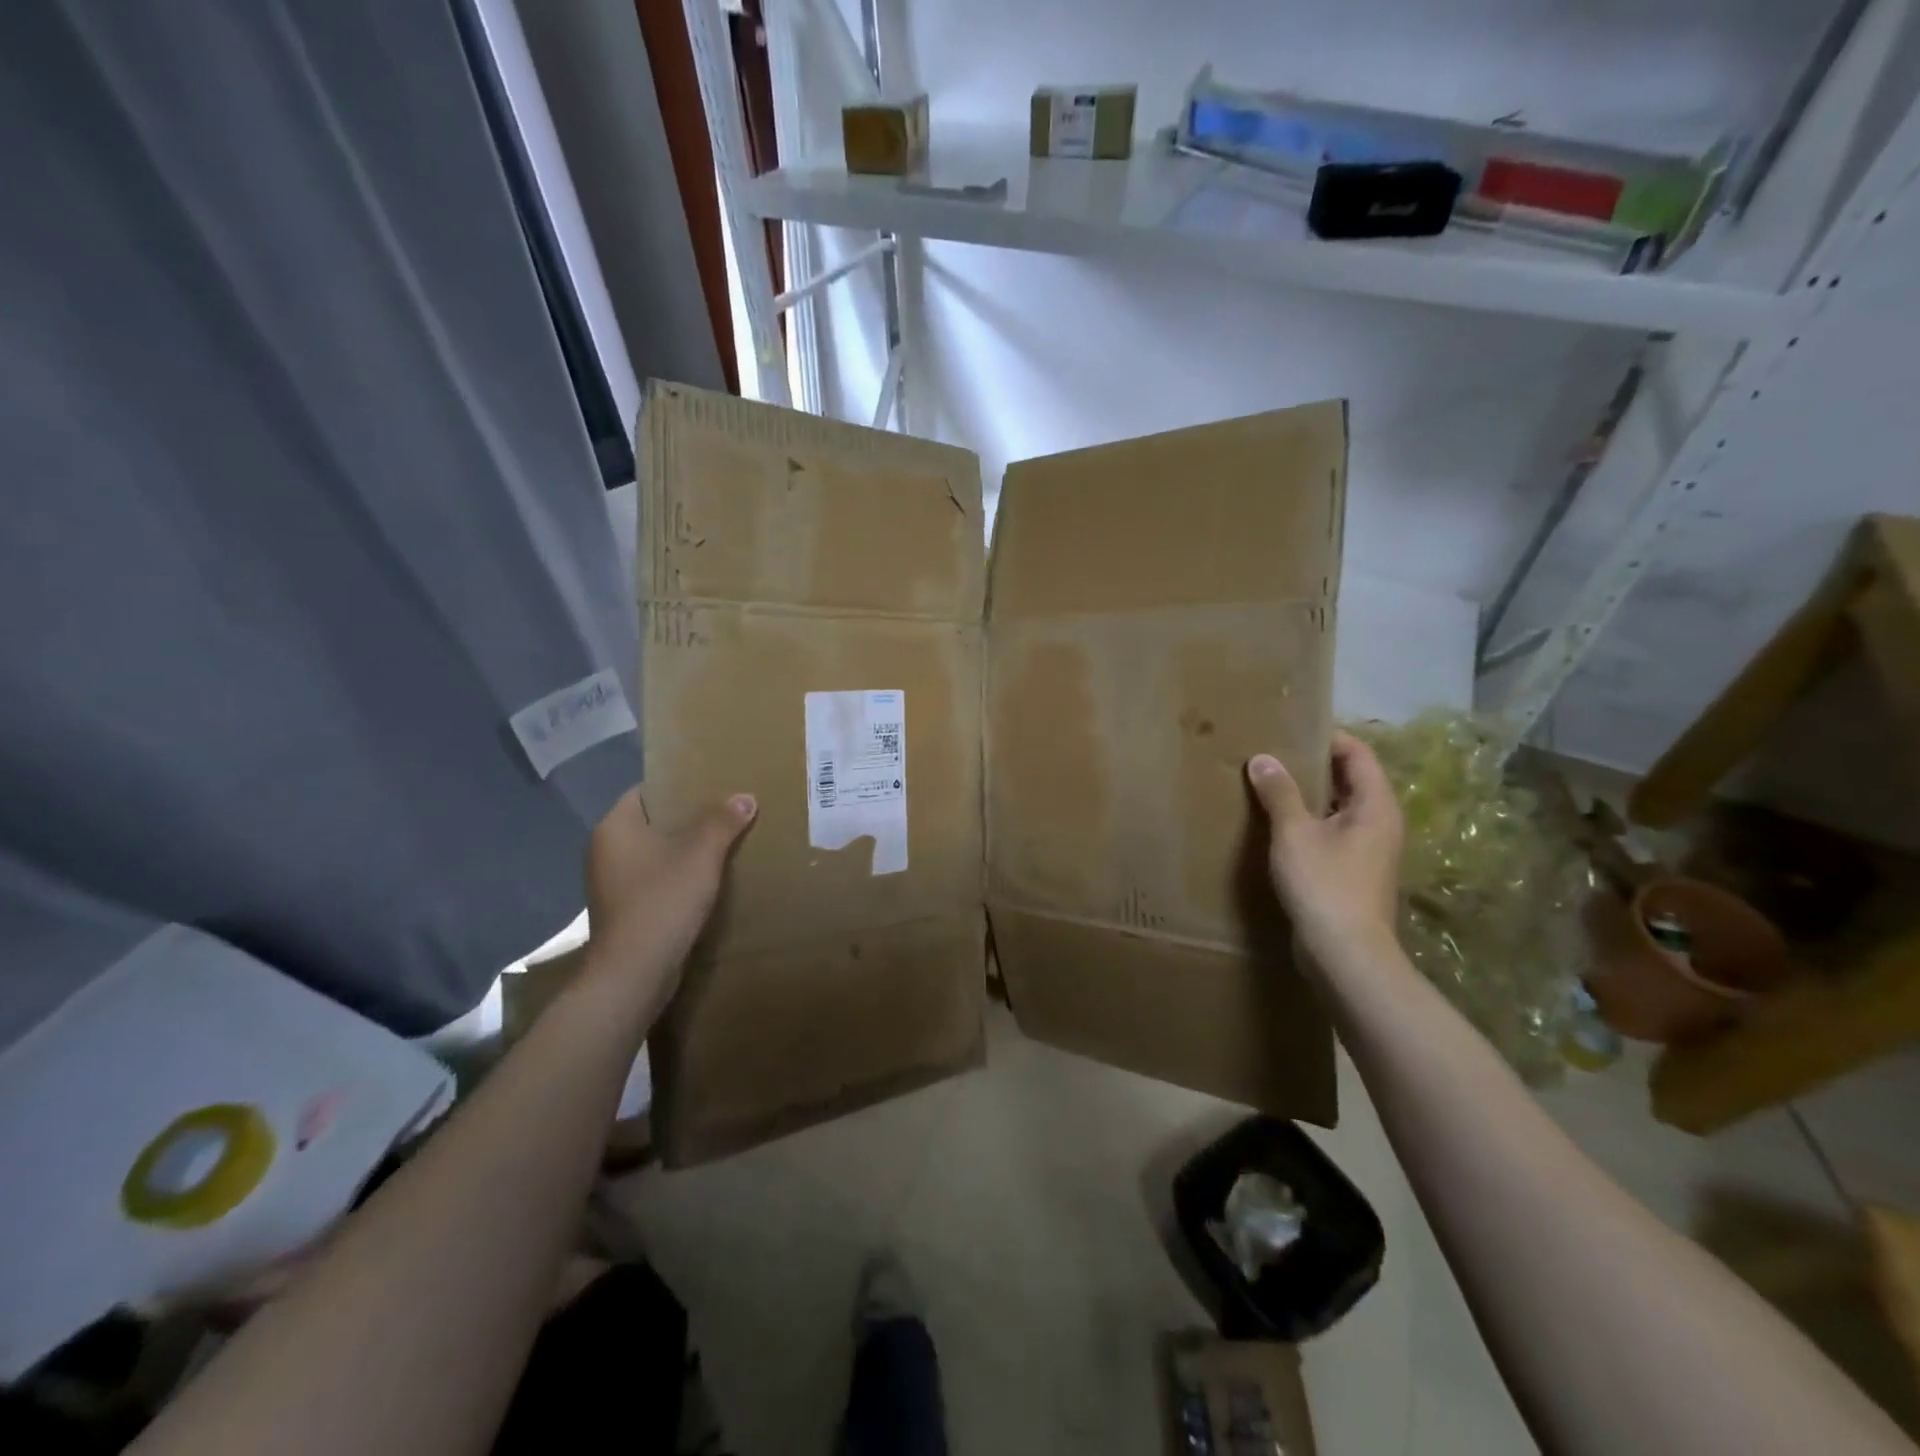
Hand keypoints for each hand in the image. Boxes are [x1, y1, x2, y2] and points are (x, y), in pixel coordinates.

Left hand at [583, 787, 756, 1002]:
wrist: (634, 974)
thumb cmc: (662, 902)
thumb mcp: (700, 856)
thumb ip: (722, 822)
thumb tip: (745, 797)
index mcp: (615, 828)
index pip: (645, 791)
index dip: (677, 785)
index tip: (711, 785)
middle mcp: (606, 851)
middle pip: (652, 822)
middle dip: (687, 818)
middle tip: (726, 812)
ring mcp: (612, 883)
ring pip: (655, 853)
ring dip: (685, 850)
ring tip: (724, 844)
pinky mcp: (624, 911)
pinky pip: (655, 880)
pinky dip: (678, 876)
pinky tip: (707, 881)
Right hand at [1246, 732, 1403, 965]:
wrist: (1346, 955)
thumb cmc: (1325, 885)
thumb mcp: (1295, 833)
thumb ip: (1279, 792)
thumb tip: (1262, 758)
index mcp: (1376, 806)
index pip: (1358, 754)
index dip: (1328, 738)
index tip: (1290, 731)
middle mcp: (1380, 823)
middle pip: (1350, 780)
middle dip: (1313, 765)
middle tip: (1272, 755)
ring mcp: (1369, 851)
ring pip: (1339, 809)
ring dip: (1308, 796)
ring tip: (1268, 785)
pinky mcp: (1353, 873)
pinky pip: (1331, 833)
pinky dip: (1308, 822)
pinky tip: (1276, 826)